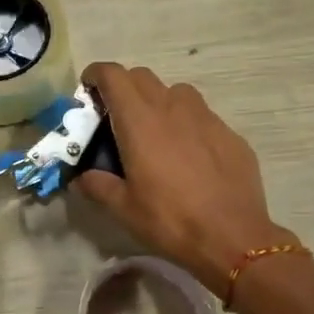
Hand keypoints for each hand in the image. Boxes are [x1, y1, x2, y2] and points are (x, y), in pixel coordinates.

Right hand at [76, 62, 295, 294]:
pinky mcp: (229, 133)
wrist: (233, 238)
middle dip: (123, 87)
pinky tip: (188, 155)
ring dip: (157, 101)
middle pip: (141, 76)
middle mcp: (172, 107)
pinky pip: (201, 115)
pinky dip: (186, 123)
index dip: (95, 75)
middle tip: (116, 117)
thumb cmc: (169, 220)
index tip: (88, 91)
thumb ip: (97, 185)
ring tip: (154, 132)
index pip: (112, 75)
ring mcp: (206, 117)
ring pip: (175, 91)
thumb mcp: (123, 208)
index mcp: (139, 120)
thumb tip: (81, 177)